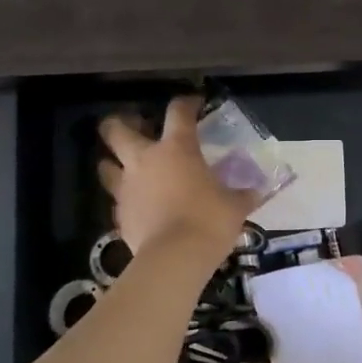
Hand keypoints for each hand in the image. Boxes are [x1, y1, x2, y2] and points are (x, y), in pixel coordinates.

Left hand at [98, 96, 259, 258]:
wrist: (174, 259)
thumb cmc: (209, 220)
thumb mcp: (234, 206)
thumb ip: (242, 195)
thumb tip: (256, 192)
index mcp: (177, 148)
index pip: (178, 111)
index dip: (186, 103)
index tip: (194, 104)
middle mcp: (145, 160)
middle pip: (116, 130)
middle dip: (118, 123)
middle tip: (133, 126)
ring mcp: (127, 187)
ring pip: (105, 165)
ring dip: (112, 162)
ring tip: (124, 166)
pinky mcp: (119, 215)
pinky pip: (117, 200)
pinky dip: (125, 199)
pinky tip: (137, 205)